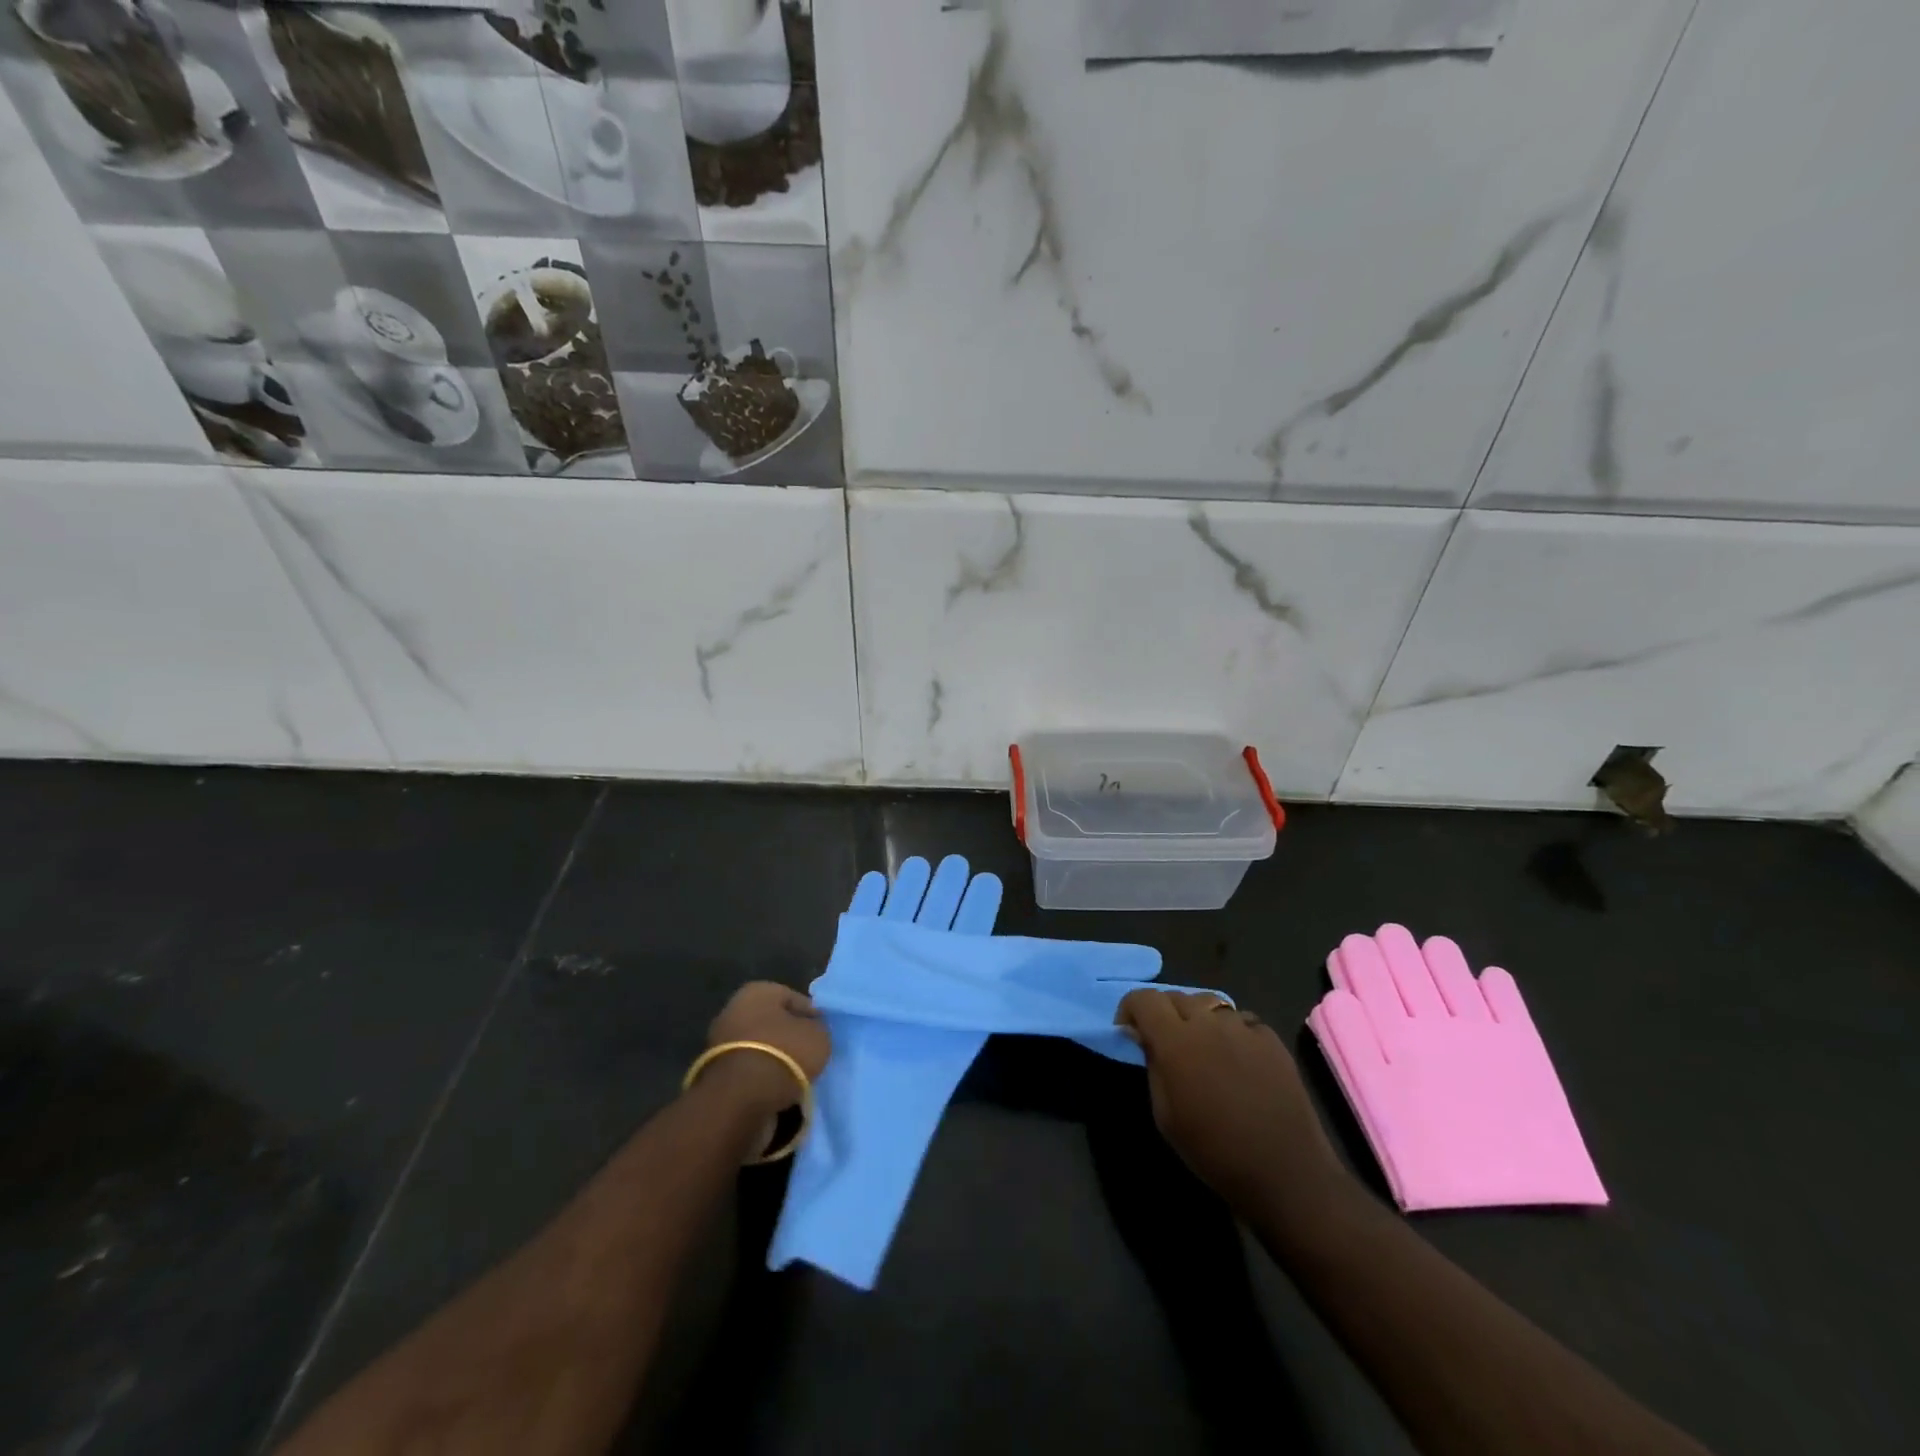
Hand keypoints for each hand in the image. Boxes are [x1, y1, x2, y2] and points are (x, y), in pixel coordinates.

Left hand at [701, 981, 831, 1119]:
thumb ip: (817, 1029)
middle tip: (810, 1056)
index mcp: (758, 991)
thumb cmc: (784, 1054)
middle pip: (772, 1023)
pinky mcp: (713, 1073)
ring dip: (775, 1060)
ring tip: (796, 1078)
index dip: (812, 1017)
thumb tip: (811, 1032)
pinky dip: (761, 1079)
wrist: (740, 1099)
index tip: (823, 1035)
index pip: (795, 999)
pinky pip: (748, 1071)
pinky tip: (777, 1090)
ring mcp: (719, 1042)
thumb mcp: (818, 1036)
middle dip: (789, 1039)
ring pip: (759, 1048)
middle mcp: (734, 1009)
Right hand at [1117, 989, 1353, 1216]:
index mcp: (1176, 1041)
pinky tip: (1236, 1059)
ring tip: (1201, 1046)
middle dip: (1162, 1012)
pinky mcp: (1271, 1039)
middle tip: (1164, 1042)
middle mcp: (1208, 1023)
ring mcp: (1244, 1028)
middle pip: (1176, 997)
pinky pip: (1241, 1021)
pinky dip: (1230, 1031)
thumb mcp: (1165, 1116)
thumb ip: (1153, 1066)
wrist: (1286, 1173)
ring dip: (1197, 1018)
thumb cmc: (1214, 1151)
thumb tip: (1145, 1037)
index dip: (1130, 1009)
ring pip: (1209, 1004)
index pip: (1144, 999)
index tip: (1128, 1030)